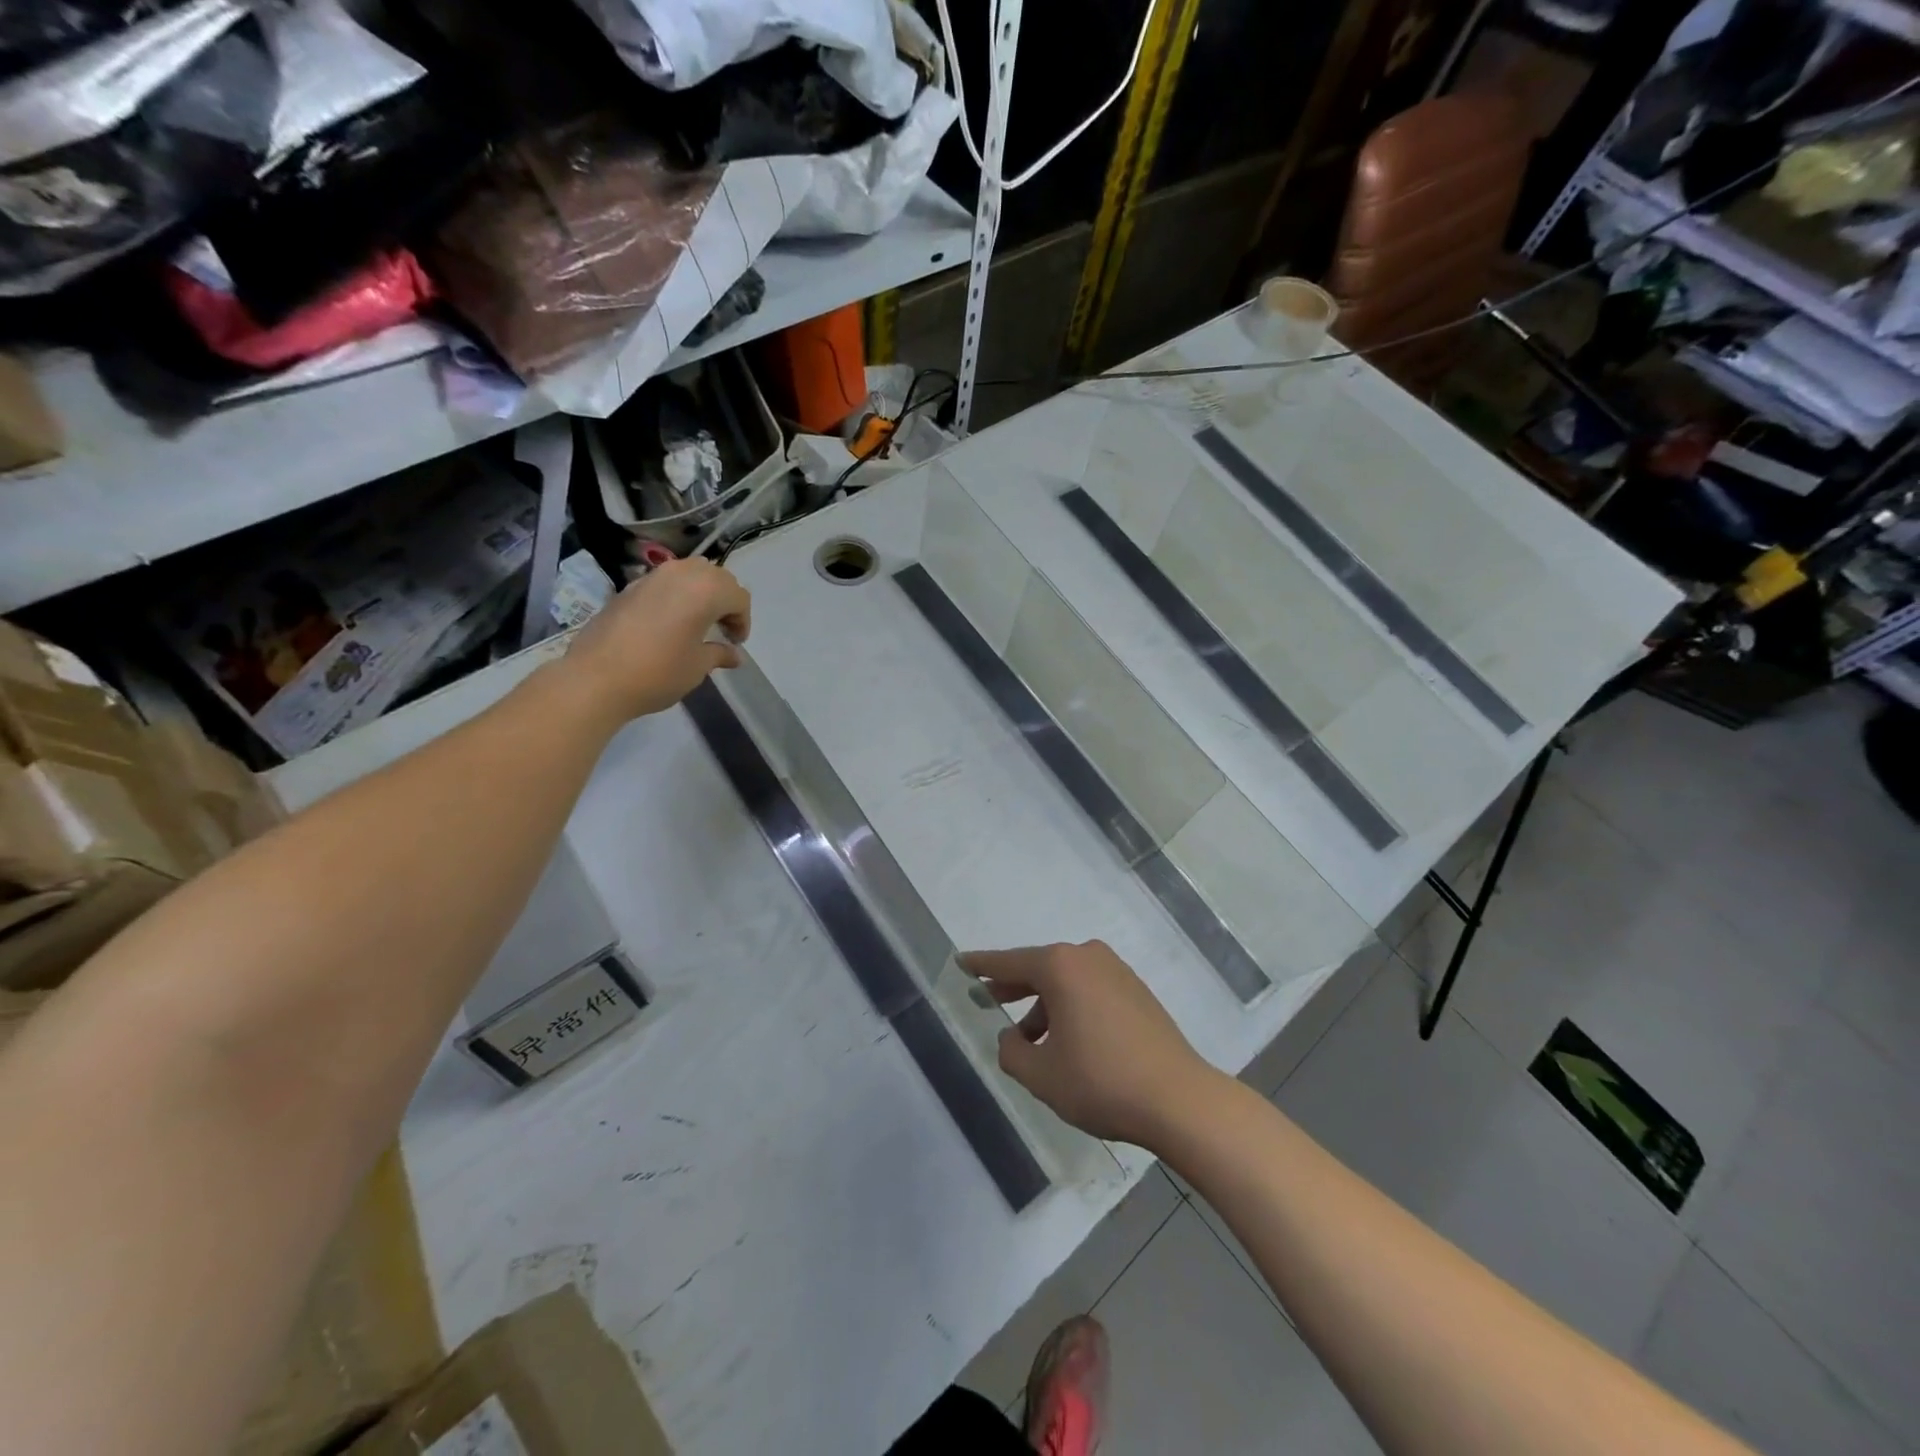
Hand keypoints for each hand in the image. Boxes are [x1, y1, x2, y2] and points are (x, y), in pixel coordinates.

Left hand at [563, 558, 750, 719]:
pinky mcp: (630, 586)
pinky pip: (665, 582)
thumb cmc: (659, 672)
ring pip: (689, 573)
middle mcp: (681, 573)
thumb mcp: (698, 666)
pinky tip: (670, 622)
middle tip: (722, 629)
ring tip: (698, 621)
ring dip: (701, 592)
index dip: (743, 620)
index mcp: (706, 590)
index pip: (738, 596)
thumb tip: (734, 654)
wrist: (596, 678)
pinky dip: (676, 595)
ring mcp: (652, 576)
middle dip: (725, 600)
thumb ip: (719, 653)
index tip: (735, 643)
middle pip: (716, 577)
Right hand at [960, 941, 1219, 1148]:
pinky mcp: (1137, 992)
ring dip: (1045, 1006)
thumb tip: (1011, 1038)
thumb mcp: (1041, 1075)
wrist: (1179, 1099)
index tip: (962, 962)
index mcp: (1061, 966)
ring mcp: (1117, 972)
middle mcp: (1088, 958)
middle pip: (1040, 968)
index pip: (1010, 962)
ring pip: (1067, 982)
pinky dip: (1071, 1008)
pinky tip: (1067, 1041)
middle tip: (988, 997)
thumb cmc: (1101, 1081)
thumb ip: (1011, 1052)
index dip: (982, 966)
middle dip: (1014, 986)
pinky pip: (1090, 991)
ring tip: (1030, 1041)